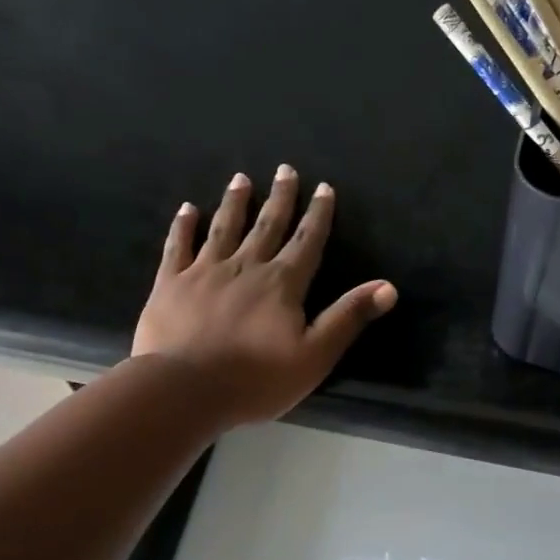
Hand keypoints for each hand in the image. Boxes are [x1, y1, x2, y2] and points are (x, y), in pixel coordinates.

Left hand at [132, 166, 396, 428]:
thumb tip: (388, 287)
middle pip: (267, 225)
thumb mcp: (314, 355)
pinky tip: (188, 209)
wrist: (184, 389)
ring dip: (235, 202)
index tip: (323, 188)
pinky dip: (184, 226)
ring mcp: (205, 271)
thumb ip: (348, 318)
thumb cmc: (256, 379)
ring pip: (224, 228)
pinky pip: (179, 246)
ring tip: (241, 178)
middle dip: (280, 198)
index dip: (318, 215)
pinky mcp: (171, 284)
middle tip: (285, 169)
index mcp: (282, 284)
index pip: (306, 242)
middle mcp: (246, 266)